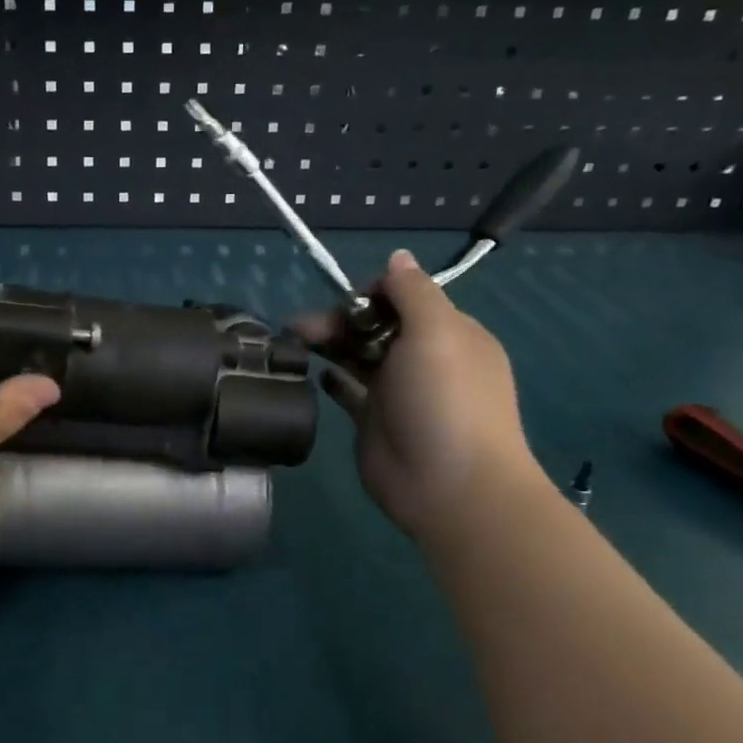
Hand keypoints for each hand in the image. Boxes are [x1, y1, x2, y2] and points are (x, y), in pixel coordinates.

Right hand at [294, 249, 543, 547]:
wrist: (448, 486)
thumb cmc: (445, 400)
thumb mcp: (437, 331)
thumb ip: (413, 291)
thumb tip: (398, 257)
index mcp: (448, 332)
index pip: (404, 296)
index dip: (370, 293)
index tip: (345, 304)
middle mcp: (423, 357)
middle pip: (374, 324)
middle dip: (339, 319)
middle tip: (302, 329)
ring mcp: (397, 391)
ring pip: (357, 354)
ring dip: (329, 343)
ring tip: (294, 342)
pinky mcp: (373, 420)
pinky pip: (347, 390)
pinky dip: (331, 377)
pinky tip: (314, 373)